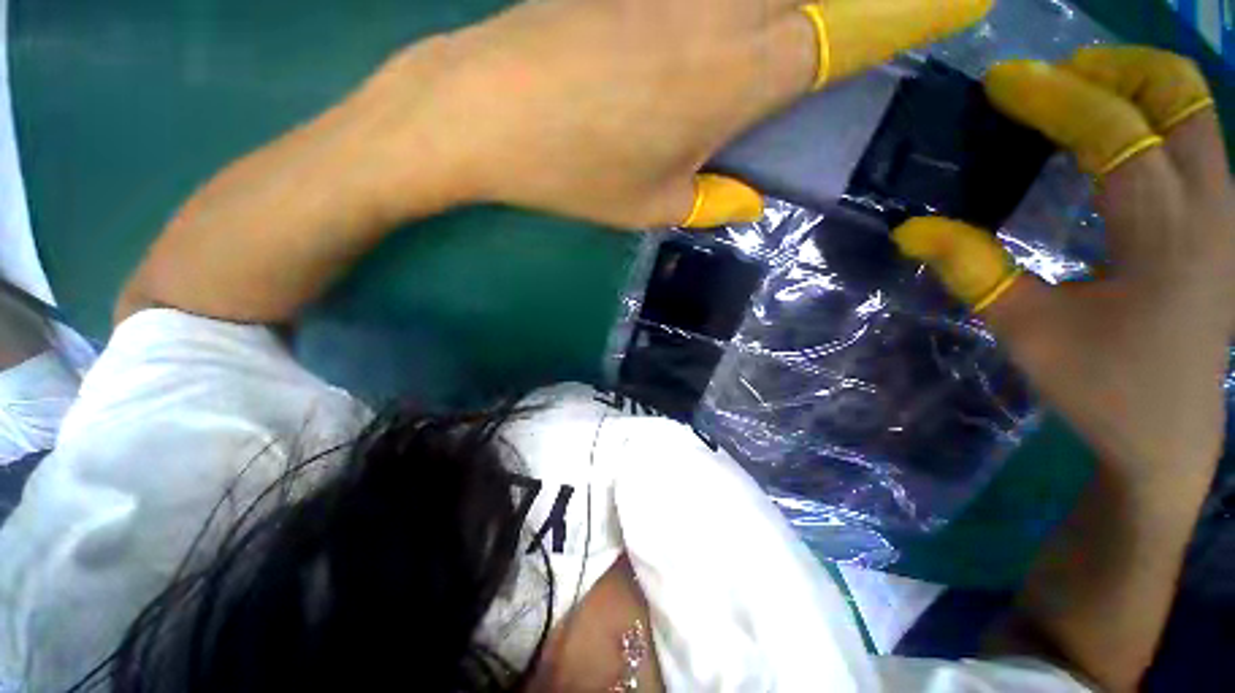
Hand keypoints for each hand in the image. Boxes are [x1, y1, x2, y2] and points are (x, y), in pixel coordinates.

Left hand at [347, 0, 991, 229]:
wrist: (483, 111)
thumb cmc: (572, 169)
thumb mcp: (649, 206)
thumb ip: (707, 201)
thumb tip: (743, 199)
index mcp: (741, 75)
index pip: (857, 26)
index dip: (919, 6)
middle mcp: (723, 9)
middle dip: (864, 6)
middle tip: (888, 19)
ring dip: (792, 11)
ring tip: (785, 52)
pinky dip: (730, 11)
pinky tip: (724, 28)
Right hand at [895, 46, 1233, 480]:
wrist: (1170, 436)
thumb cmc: (1103, 389)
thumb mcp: (1027, 333)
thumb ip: (973, 271)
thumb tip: (912, 229)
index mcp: (1166, 236)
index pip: (1114, 132)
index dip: (1053, 98)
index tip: (1001, 83)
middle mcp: (1211, 208)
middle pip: (1176, 93)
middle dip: (1109, 69)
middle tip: (1048, 83)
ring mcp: (1226, 213)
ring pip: (1192, 109)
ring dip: (1132, 85)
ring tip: (1074, 97)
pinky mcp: (1222, 225)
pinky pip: (1193, 139)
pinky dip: (1150, 116)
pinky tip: (1109, 139)